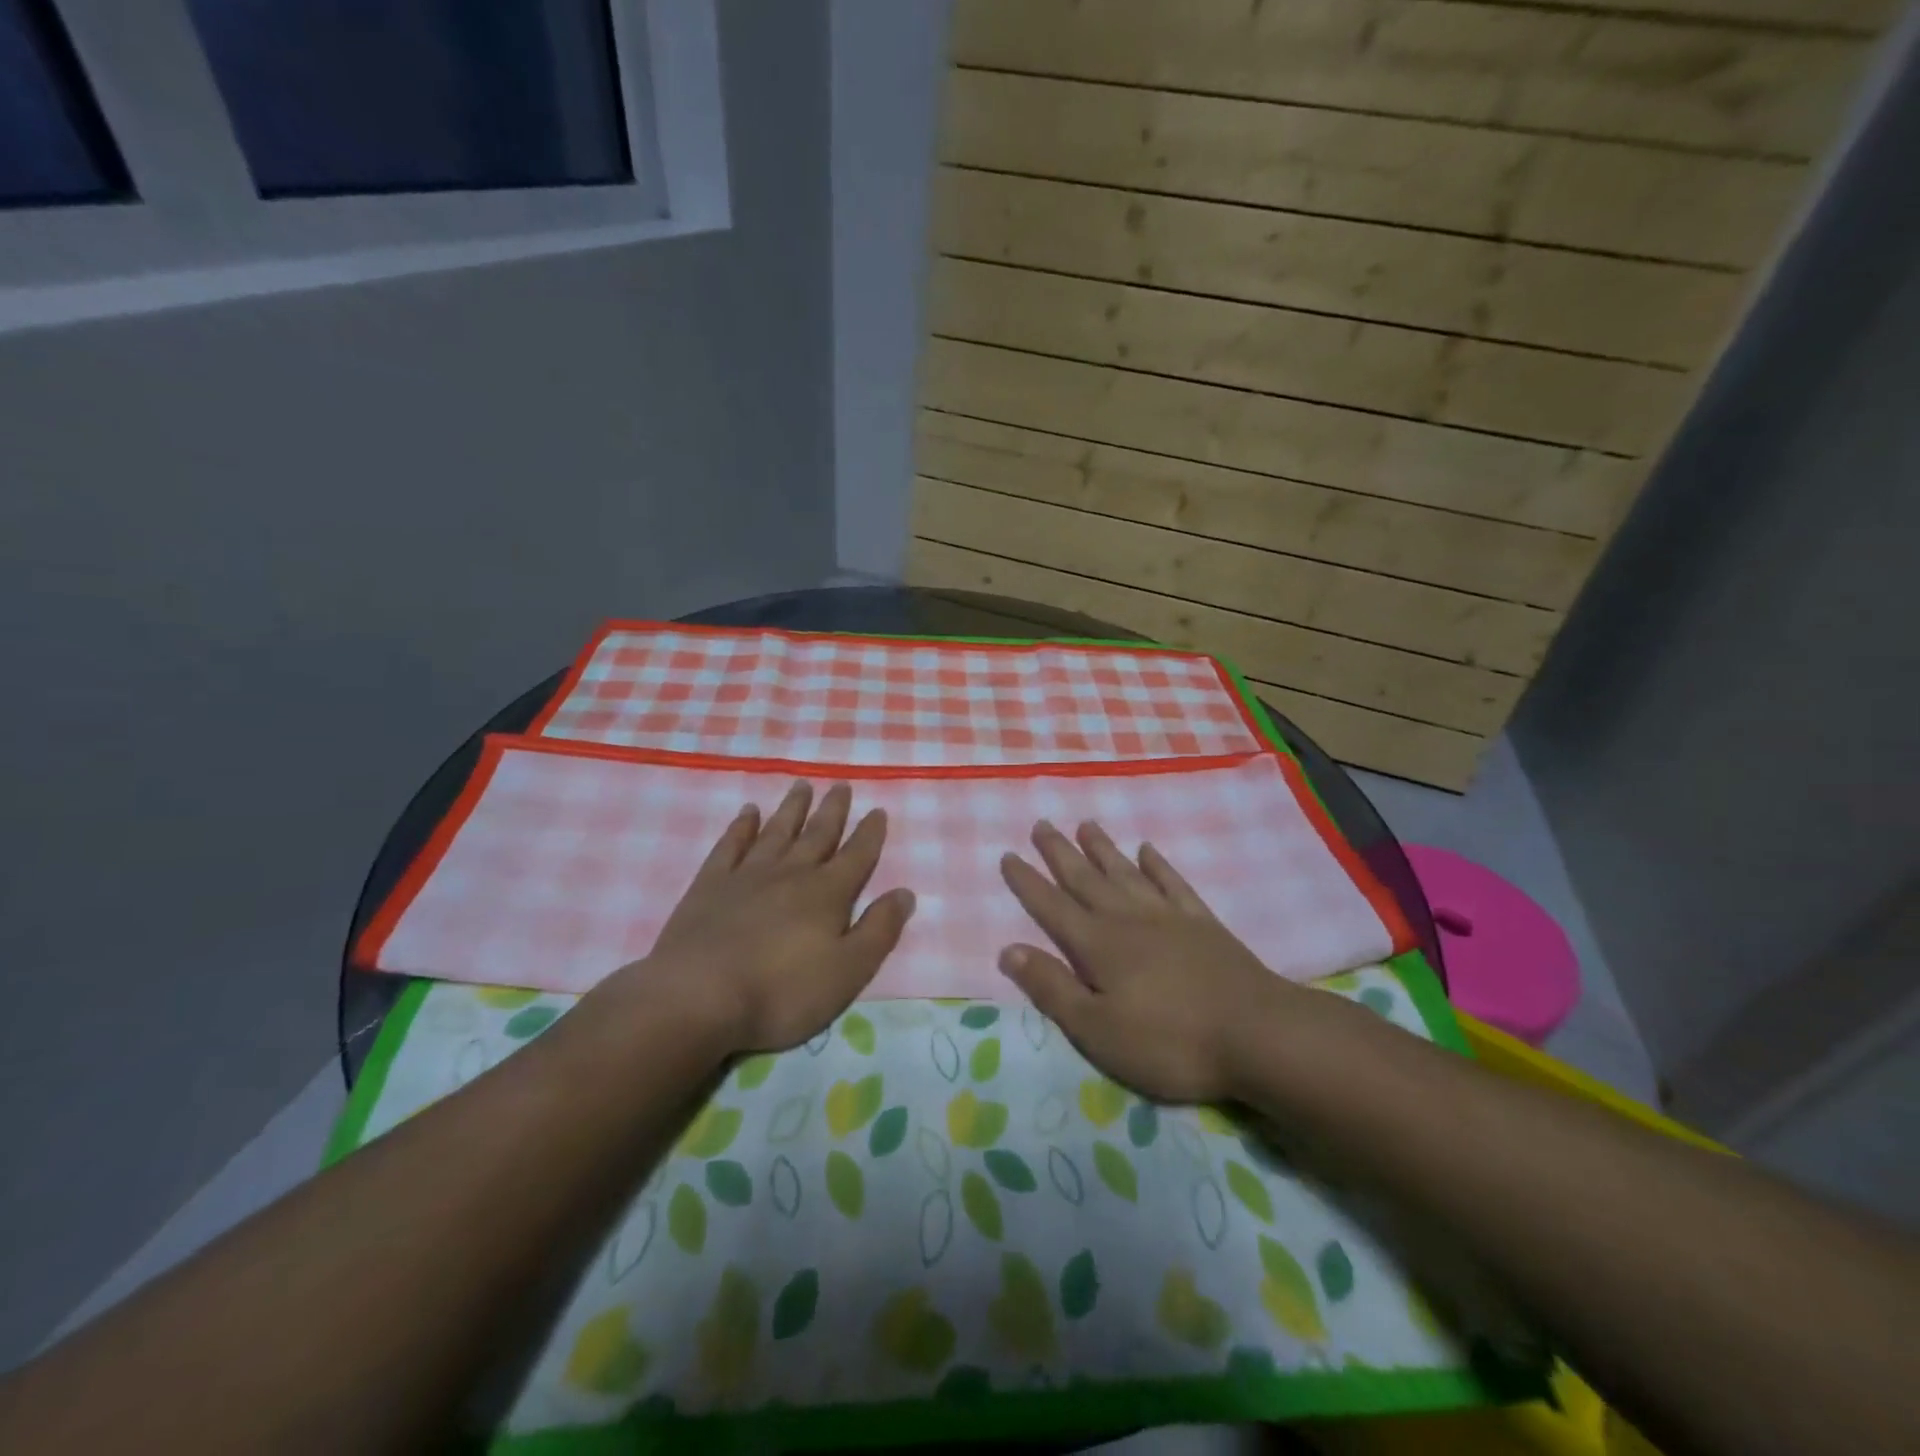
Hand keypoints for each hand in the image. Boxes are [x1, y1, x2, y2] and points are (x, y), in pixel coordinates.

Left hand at [609, 781, 915, 1054]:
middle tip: (841, 785)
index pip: (857, 856)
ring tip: (802, 786)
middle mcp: (791, 874)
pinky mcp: (710, 885)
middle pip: (817, 834)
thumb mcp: (848, 971)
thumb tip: (905, 893)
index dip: (870, 834)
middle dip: (833, 810)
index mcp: (827, 894)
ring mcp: (747, 875)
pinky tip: (748, 812)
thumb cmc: (782, 992)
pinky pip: (731, 845)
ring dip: (792, 808)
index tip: (878, 810)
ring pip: (777, 831)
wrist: (698, 996)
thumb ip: (879, 930)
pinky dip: (742, 826)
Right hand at [997, 820, 1330, 1104]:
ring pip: (1125, 873)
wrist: (1258, 1034)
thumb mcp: (1097, 1029)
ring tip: (1085, 825)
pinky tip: (1148, 850)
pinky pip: (1174, 884)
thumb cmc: (1170, 1042)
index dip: (1027, 882)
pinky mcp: (1203, 924)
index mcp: (1098, 945)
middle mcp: (1128, 920)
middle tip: (1041, 823)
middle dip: (1059, 853)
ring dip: (1102, 849)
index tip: (1008, 855)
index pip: (1052, 907)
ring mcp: (1168, 917)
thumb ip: (1052, 988)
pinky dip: (1158, 865)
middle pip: (1086, 879)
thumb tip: (1008, 950)